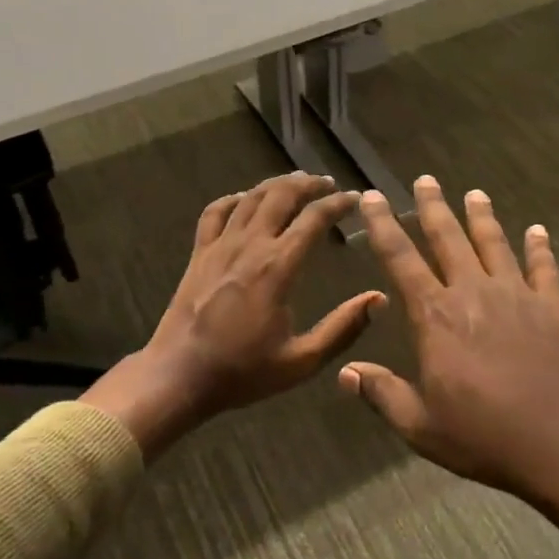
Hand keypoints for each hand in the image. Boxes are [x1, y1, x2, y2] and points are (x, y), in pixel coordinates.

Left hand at [87, 173, 385, 456]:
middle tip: (328, 184)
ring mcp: (219, 246)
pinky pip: (215, 211)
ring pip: (250, 197)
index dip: (338, 203)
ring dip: (276, 184)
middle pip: (281, 195)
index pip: (314, 218)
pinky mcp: (199, 253)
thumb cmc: (242, 371)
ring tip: (296, 183)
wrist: (179, 376)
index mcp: (277, 267)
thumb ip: (343, 329)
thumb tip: (379, 300)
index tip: (355, 198)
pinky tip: (245, 199)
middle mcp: (249, 246)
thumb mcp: (302, 361)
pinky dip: (234, 199)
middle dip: (308, 184)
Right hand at [341, 176, 558, 526]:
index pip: (401, 260)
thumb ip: (382, 394)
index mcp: (436, 317)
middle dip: (433, 207)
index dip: (384, 226)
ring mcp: (517, 296)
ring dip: (482, 217)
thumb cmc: (486, 436)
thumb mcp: (422, 426)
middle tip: (425, 179)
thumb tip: (345, 372)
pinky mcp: (553, 307)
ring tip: (475, 193)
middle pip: (448, 238)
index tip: (373, 198)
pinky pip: (544, 268)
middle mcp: (473, 293)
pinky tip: (538, 231)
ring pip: (494, 244)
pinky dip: (540, 248)